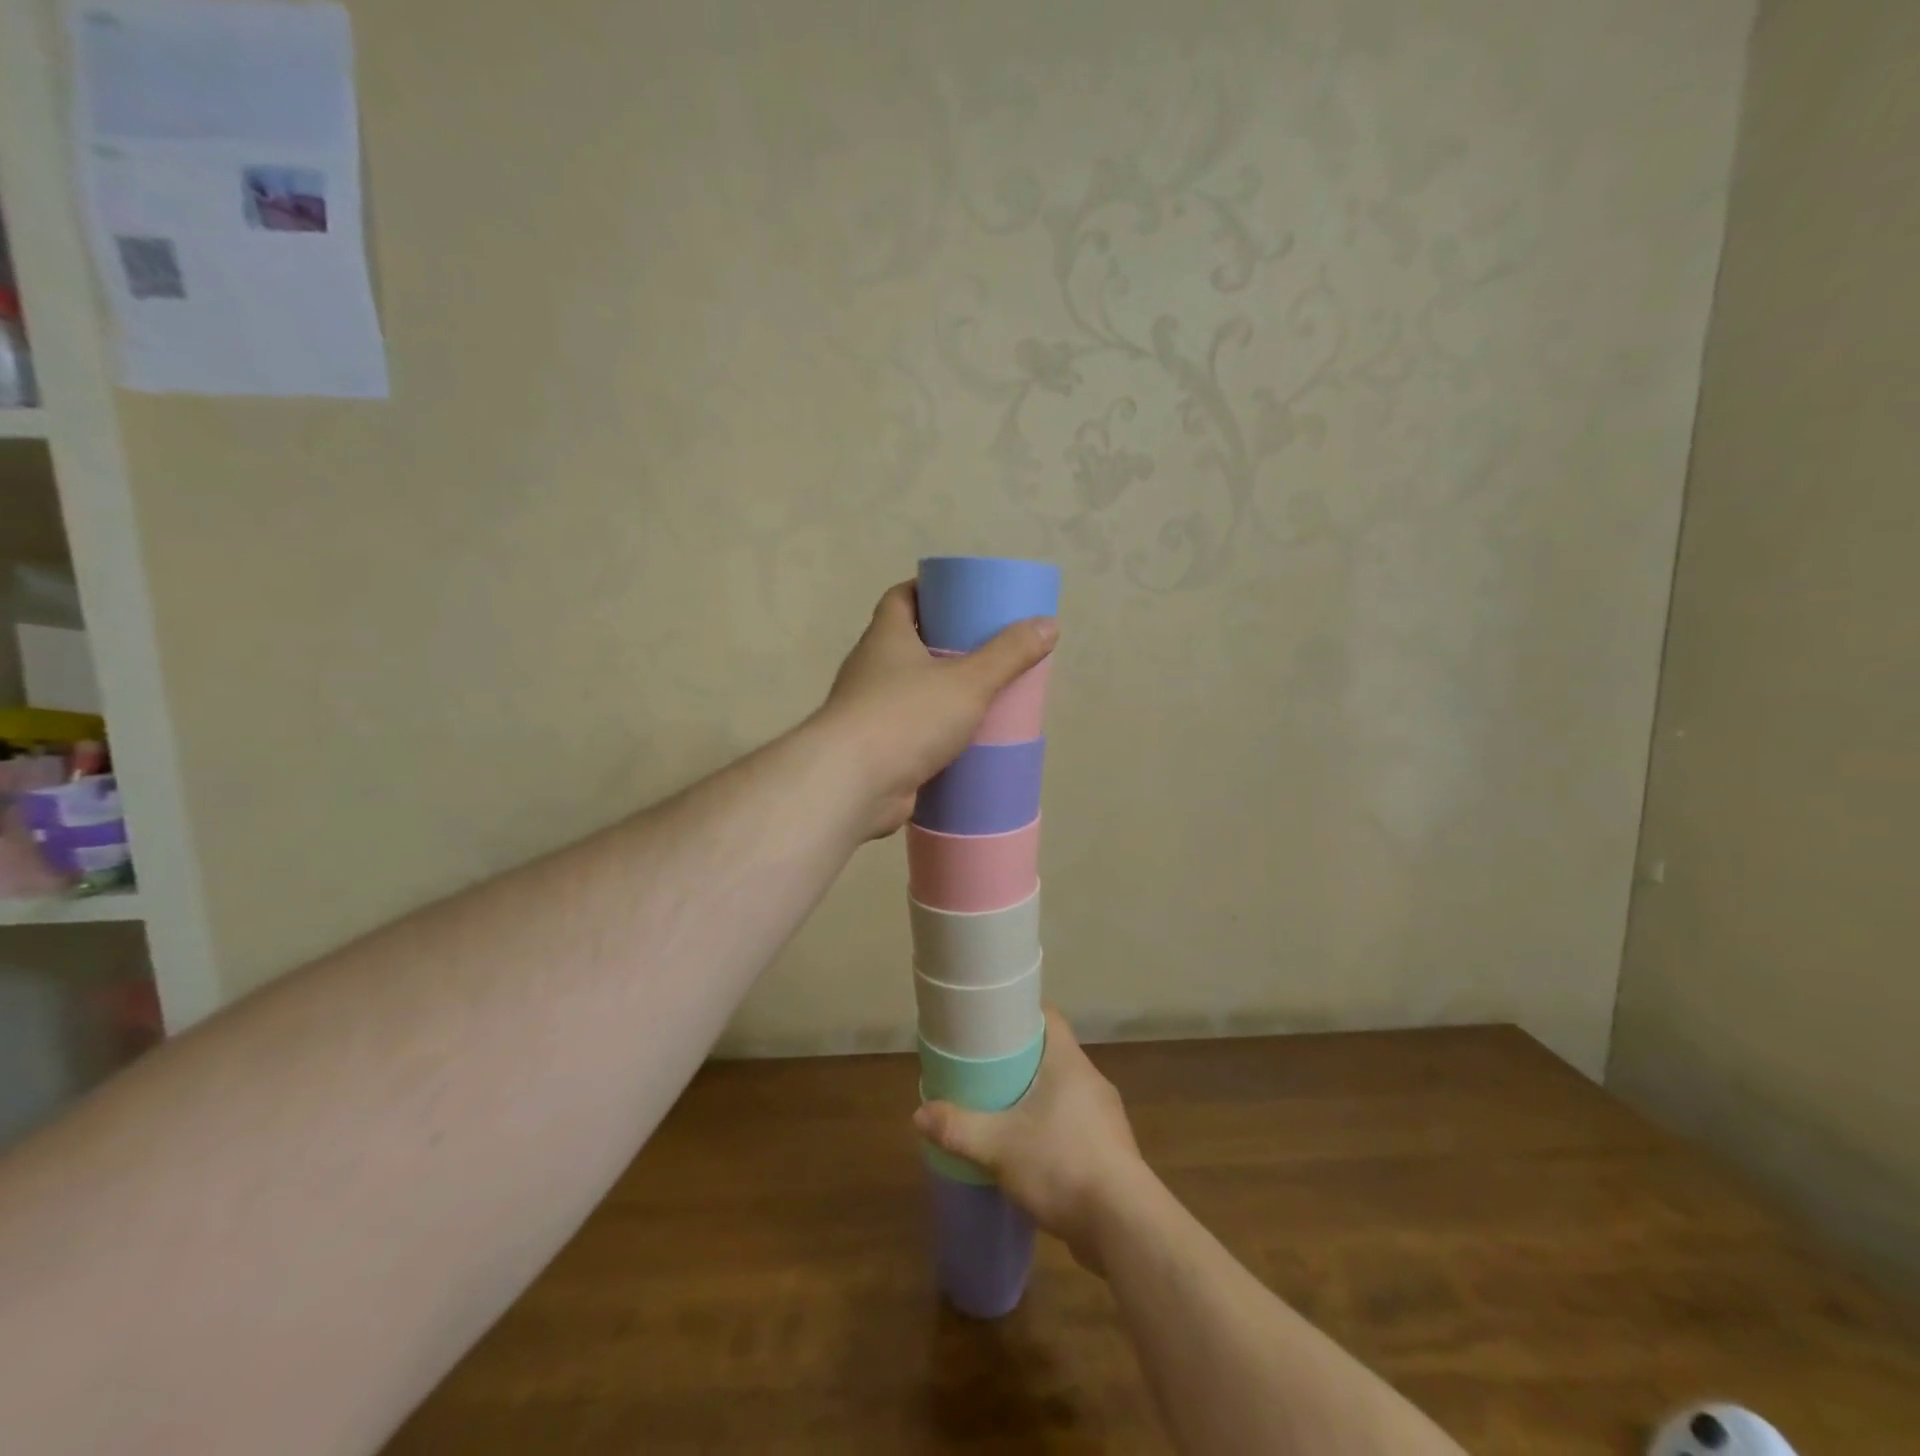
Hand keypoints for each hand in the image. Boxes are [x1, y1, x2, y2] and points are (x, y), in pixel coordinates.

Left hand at [818, 581, 1055, 838]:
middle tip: (988, 650)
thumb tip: (1049, 625)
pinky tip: (964, 742)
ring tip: (984, 696)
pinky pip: (910, 732)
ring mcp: (869, 712)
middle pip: (909, 645)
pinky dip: (933, 734)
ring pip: (910, 692)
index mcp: (885, 638)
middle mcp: (871, 669)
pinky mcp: (875, 750)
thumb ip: (1008, 654)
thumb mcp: (968, 681)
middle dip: (945, 645)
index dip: (929, 591)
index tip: (962, 598)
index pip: (902, 598)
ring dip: (940, 693)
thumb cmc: (907, 717)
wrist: (852, 784)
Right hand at [914, 1005, 1146, 1273]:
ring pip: (1064, 1093)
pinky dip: (1051, 1130)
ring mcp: (1105, 1117)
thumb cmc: (1062, 1164)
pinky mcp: (1110, 1151)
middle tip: (984, 1068)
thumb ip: (959, 1129)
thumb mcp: (999, 1146)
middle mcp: (1091, 1081)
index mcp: (1069, 1062)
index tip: (991, 1022)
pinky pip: (1074, 1126)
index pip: (1048, 1017)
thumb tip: (920, 1114)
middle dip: (1020, 1060)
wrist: (1125, 1226)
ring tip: (1002, 1111)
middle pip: (1052, 1054)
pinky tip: (1030, 1153)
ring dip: (1036, 1098)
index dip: (1020, 1013)